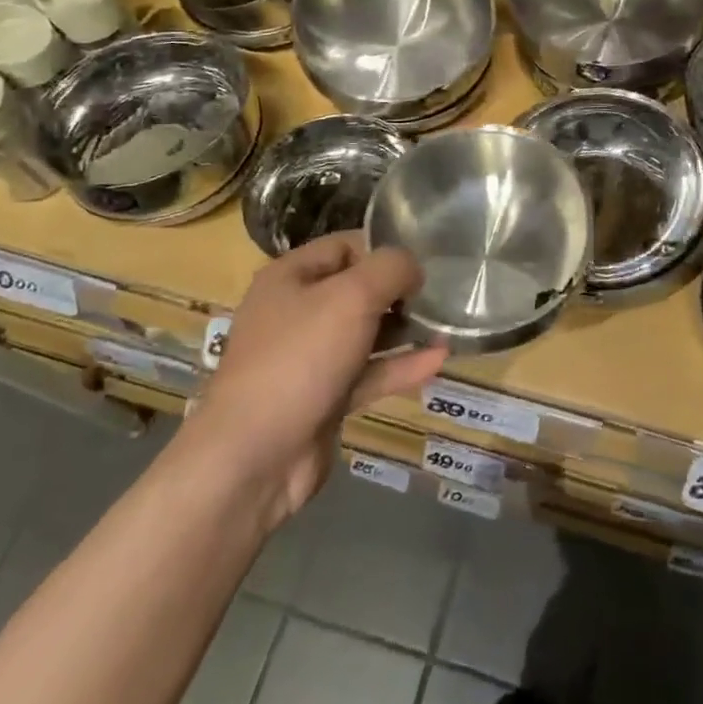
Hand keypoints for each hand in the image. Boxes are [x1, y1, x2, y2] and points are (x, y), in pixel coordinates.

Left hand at [192, 234, 445, 526]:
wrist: (254, 458)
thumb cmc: (300, 357)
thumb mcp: (352, 296)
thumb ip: (391, 268)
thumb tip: (413, 269)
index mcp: (290, 277)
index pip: (344, 246)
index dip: (383, 249)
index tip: (424, 261)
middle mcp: (296, 312)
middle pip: (357, 289)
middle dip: (399, 291)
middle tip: (441, 293)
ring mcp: (309, 358)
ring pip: (365, 333)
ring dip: (405, 329)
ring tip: (448, 323)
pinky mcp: (324, 398)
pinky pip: (368, 373)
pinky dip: (401, 366)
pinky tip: (439, 359)